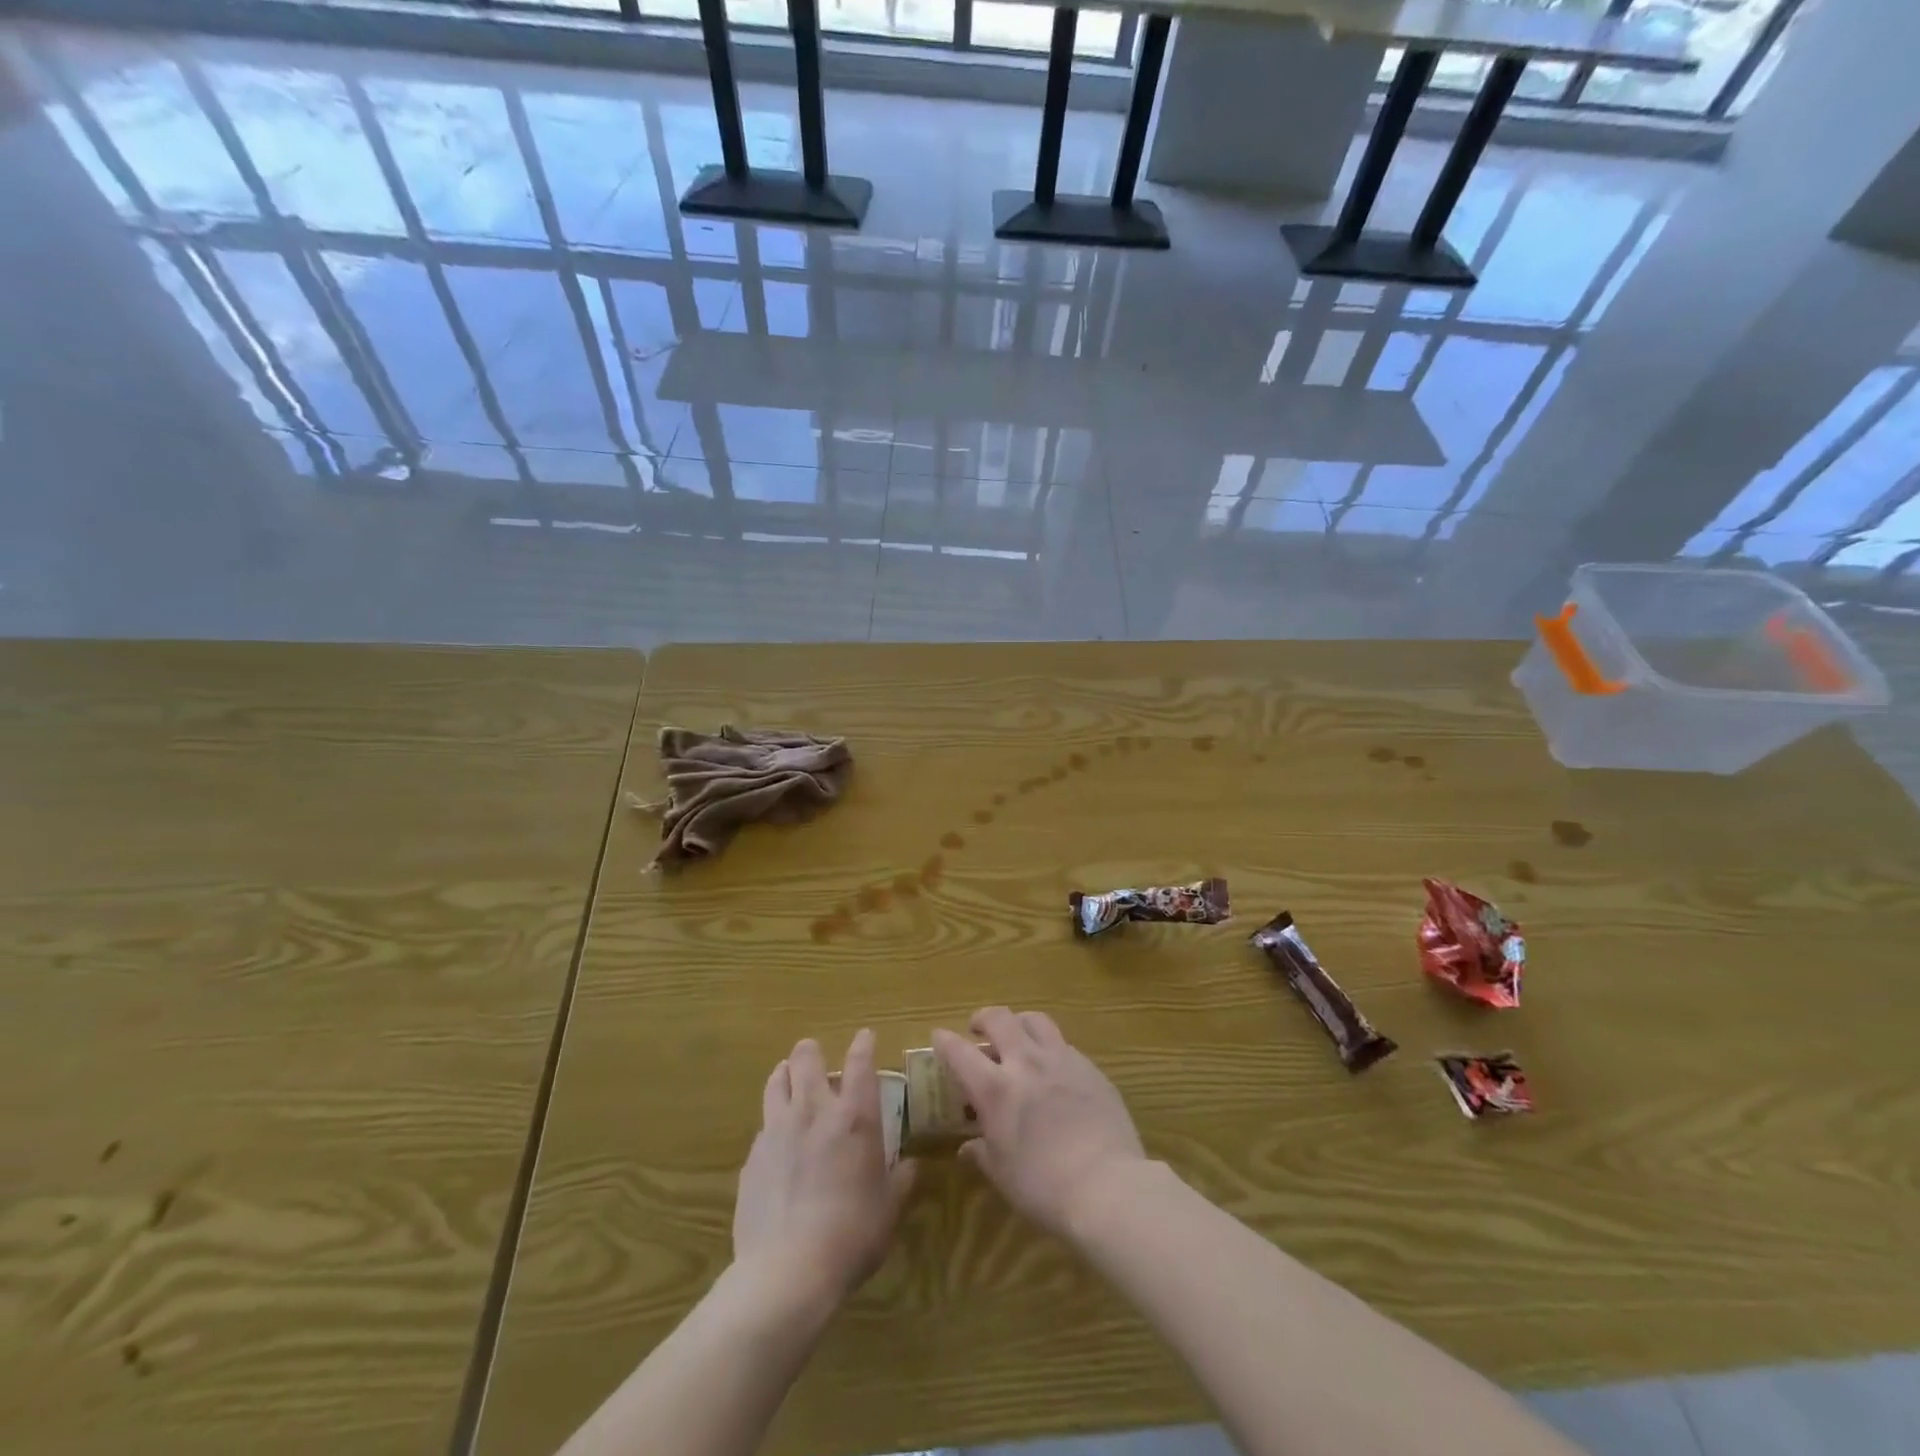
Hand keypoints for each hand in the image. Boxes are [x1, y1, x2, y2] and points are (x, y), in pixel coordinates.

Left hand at [733, 1029, 916, 1311]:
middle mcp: (814, 1111)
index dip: (863, 1044)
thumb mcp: (890, 1209)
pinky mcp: (752, 1157)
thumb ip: (902, 1180)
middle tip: (817, 1056)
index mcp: (854, 1117)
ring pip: (776, 1081)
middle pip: (806, 1058)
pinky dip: (773, 1123)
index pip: (860, 1062)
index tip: (865, 1036)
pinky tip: (777, 1141)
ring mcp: (777, 1130)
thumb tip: (913, 1165)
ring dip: (785, 1074)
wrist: (787, 1272)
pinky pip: (763, 1125)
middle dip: (812, 1051)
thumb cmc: (852, 1235)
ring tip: (789, 1077)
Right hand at [933, 1008, 1148, 1239]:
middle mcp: (1026, 1063)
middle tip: (979, 1029)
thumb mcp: (1002, 1175)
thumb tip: (968, 1147)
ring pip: (1035, 1020)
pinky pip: (1064, 1044)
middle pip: (1000, 1019)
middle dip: (983, 1018)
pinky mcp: (1090, 1068)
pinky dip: (1050, 1048)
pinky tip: (1053, 1069)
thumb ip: (982, 1153)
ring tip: (1018, 1037)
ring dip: (1019, 1023)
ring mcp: (1062, 1060)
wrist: (1107, 1185)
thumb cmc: (1043, 1187)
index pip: (960, 1052)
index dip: (945, 1041)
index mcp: (995, 1088)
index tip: (939, 1037)